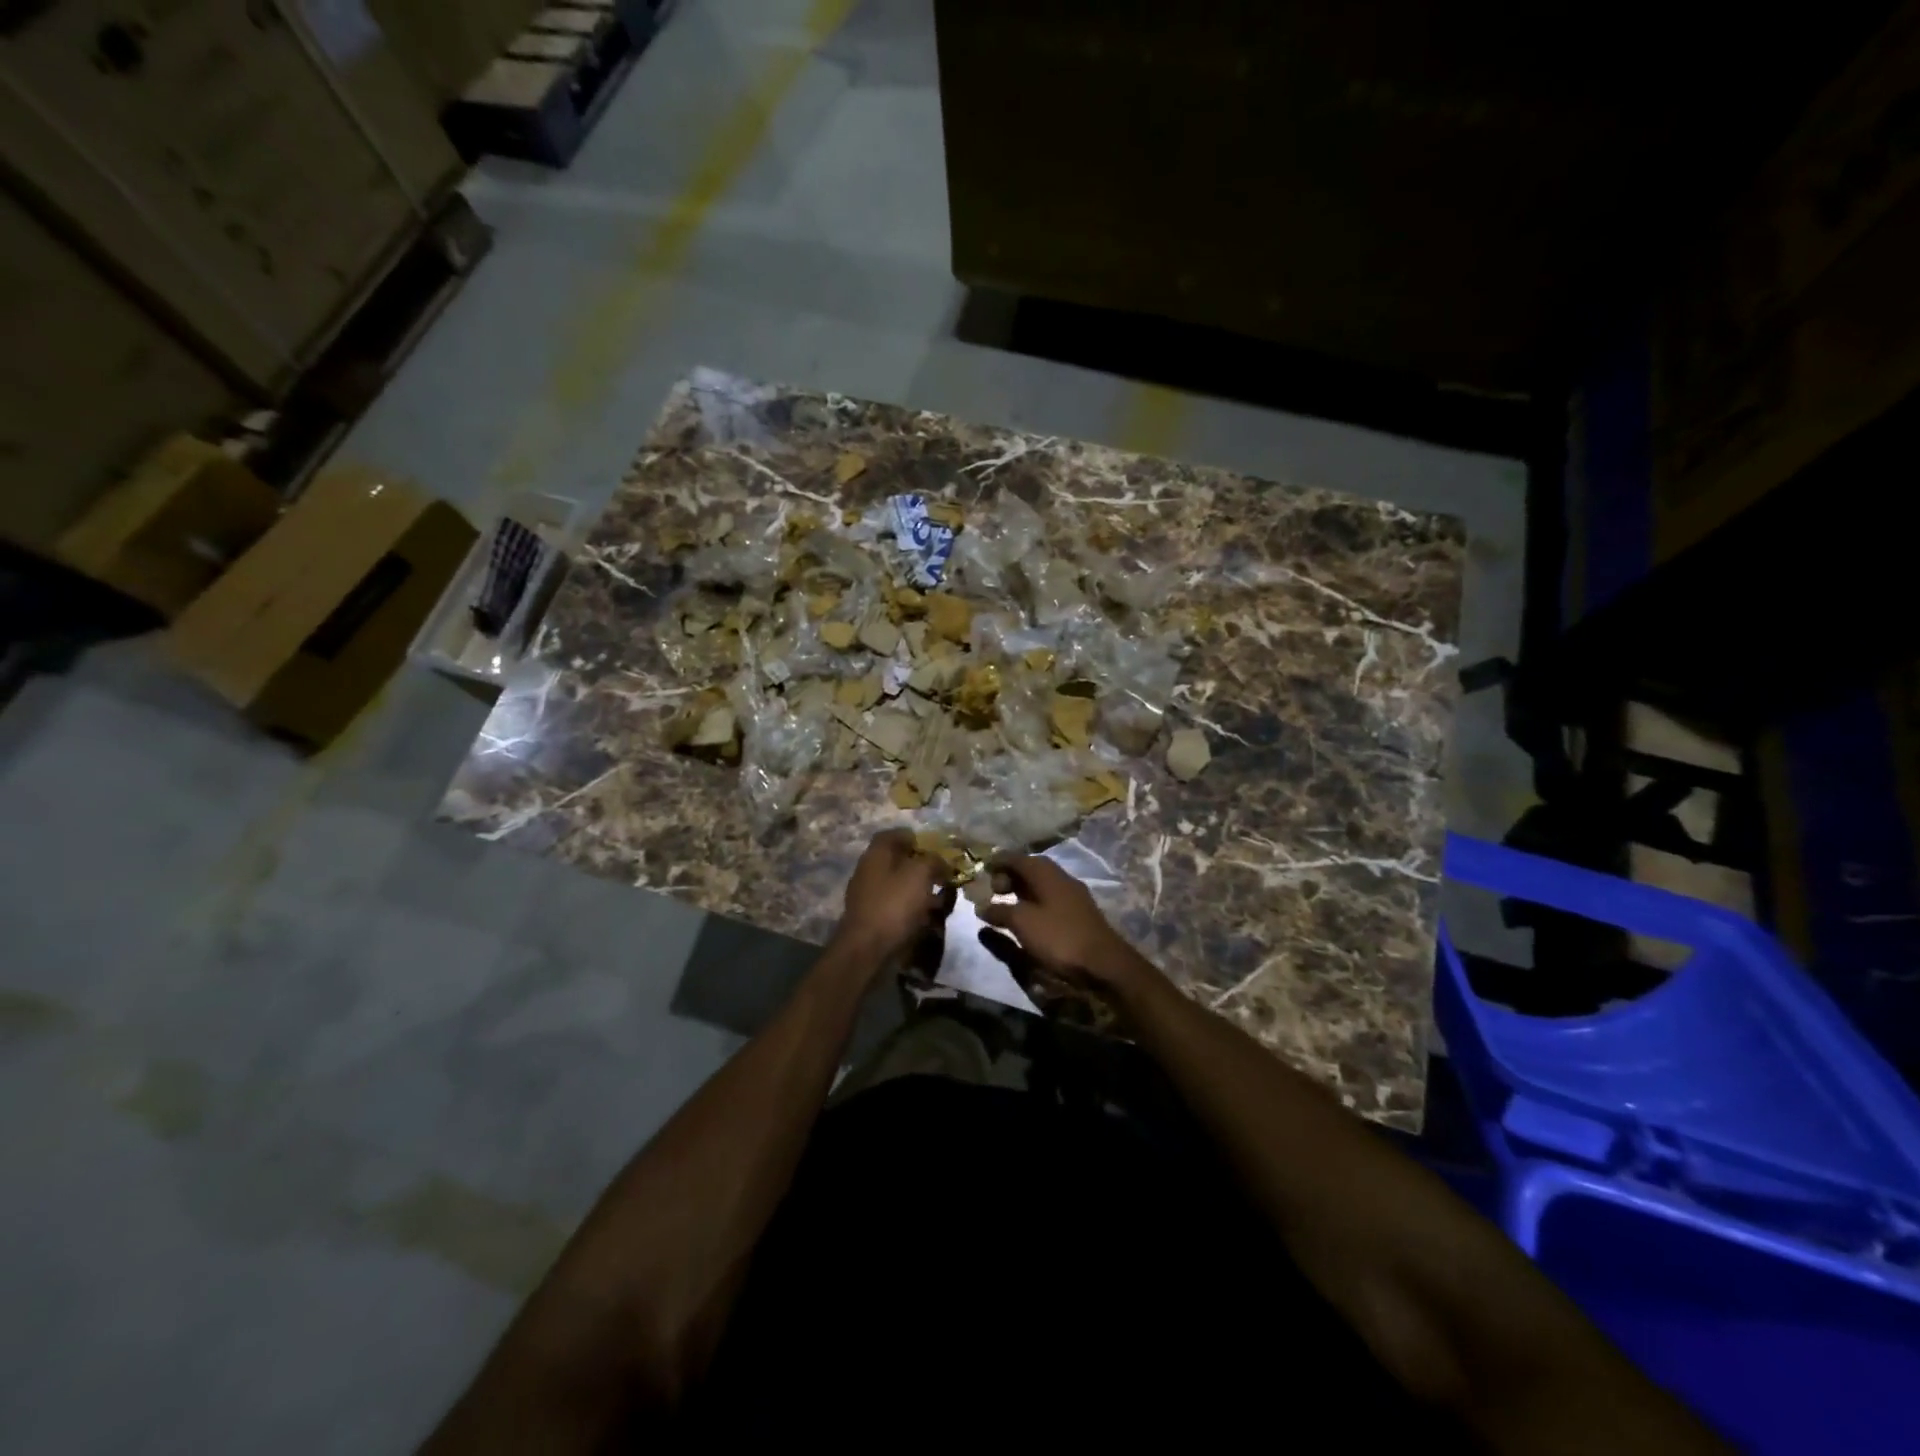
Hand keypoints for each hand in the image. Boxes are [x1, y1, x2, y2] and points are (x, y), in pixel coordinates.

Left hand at [833, 829, 954, 965]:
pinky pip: (896, 906)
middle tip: (942, 875)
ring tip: (941, 899)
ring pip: (899, 884)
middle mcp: (869, 870)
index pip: (894, 834)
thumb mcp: (920, 874)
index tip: (936, 849)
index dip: (916, 838)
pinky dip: (912, 909)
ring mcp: (868, 895)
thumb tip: (940, 861)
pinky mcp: (872, 917)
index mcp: (876, 853)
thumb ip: (933, 860)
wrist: (867, 950)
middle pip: (898, 860)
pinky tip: (927, 918)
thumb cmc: (894, 905)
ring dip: (919, 889)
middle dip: (922, 866)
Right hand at [977, 855, 1158, 998]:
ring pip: (1041, 885)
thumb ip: (1000, 912)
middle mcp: (1060, 877)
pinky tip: (1028, 919)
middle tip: (992, 892)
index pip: (1016, 858)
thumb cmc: (1059, 936)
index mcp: (1046, 872)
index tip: (981, 870)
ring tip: (1005, 906)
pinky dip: (1034, 903)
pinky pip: (1049, 899)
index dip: (997, 862)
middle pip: (1029, 869)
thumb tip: (982, 907)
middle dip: (1009, 877)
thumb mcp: (1023, 923)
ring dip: (1021, 892)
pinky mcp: (1079, 913)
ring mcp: (1072, 895)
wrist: (1104, 962)